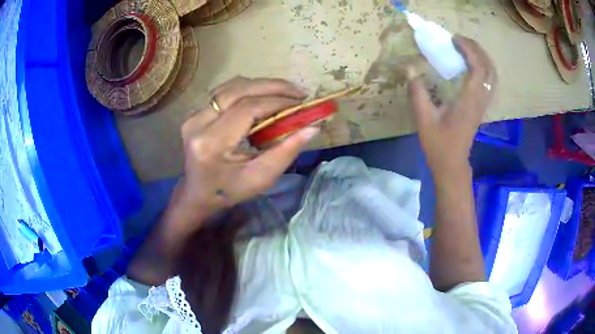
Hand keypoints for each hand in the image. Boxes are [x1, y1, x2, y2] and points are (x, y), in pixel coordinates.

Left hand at [177, 77, 319, 217]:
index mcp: (211, 143)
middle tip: (299, 92)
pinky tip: (264, 96)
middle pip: (238, 90)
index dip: (277, 102)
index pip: (247, 109)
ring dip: (261, 85)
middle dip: (272, 87)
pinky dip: (248, 90)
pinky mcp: (195, 113)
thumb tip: (313, 127)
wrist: (198, 193)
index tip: (302, 105)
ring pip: (231, 86)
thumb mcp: (260, 178)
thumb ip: (286, 152)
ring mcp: (193, 115)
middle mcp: (198, 123)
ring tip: (285, 93)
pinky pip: (224, 92)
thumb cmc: (228, 191)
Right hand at [409, 36, 496, 173]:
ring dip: (482, 57)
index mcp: (469, 100)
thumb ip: (417, 93)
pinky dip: (483, 68)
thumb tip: (410, 70)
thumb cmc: (439, 144)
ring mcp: (483, 104)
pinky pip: (489, 82)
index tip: (454, 39)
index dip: (469, 49)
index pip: (477, 67)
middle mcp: (480, 100)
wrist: (452, 164)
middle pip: (489, 68)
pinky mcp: (481, 107)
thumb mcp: (424, 119)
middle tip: (460, 40)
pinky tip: (471, 66)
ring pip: (492, 75)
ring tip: (466, 49)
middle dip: (477, 49)